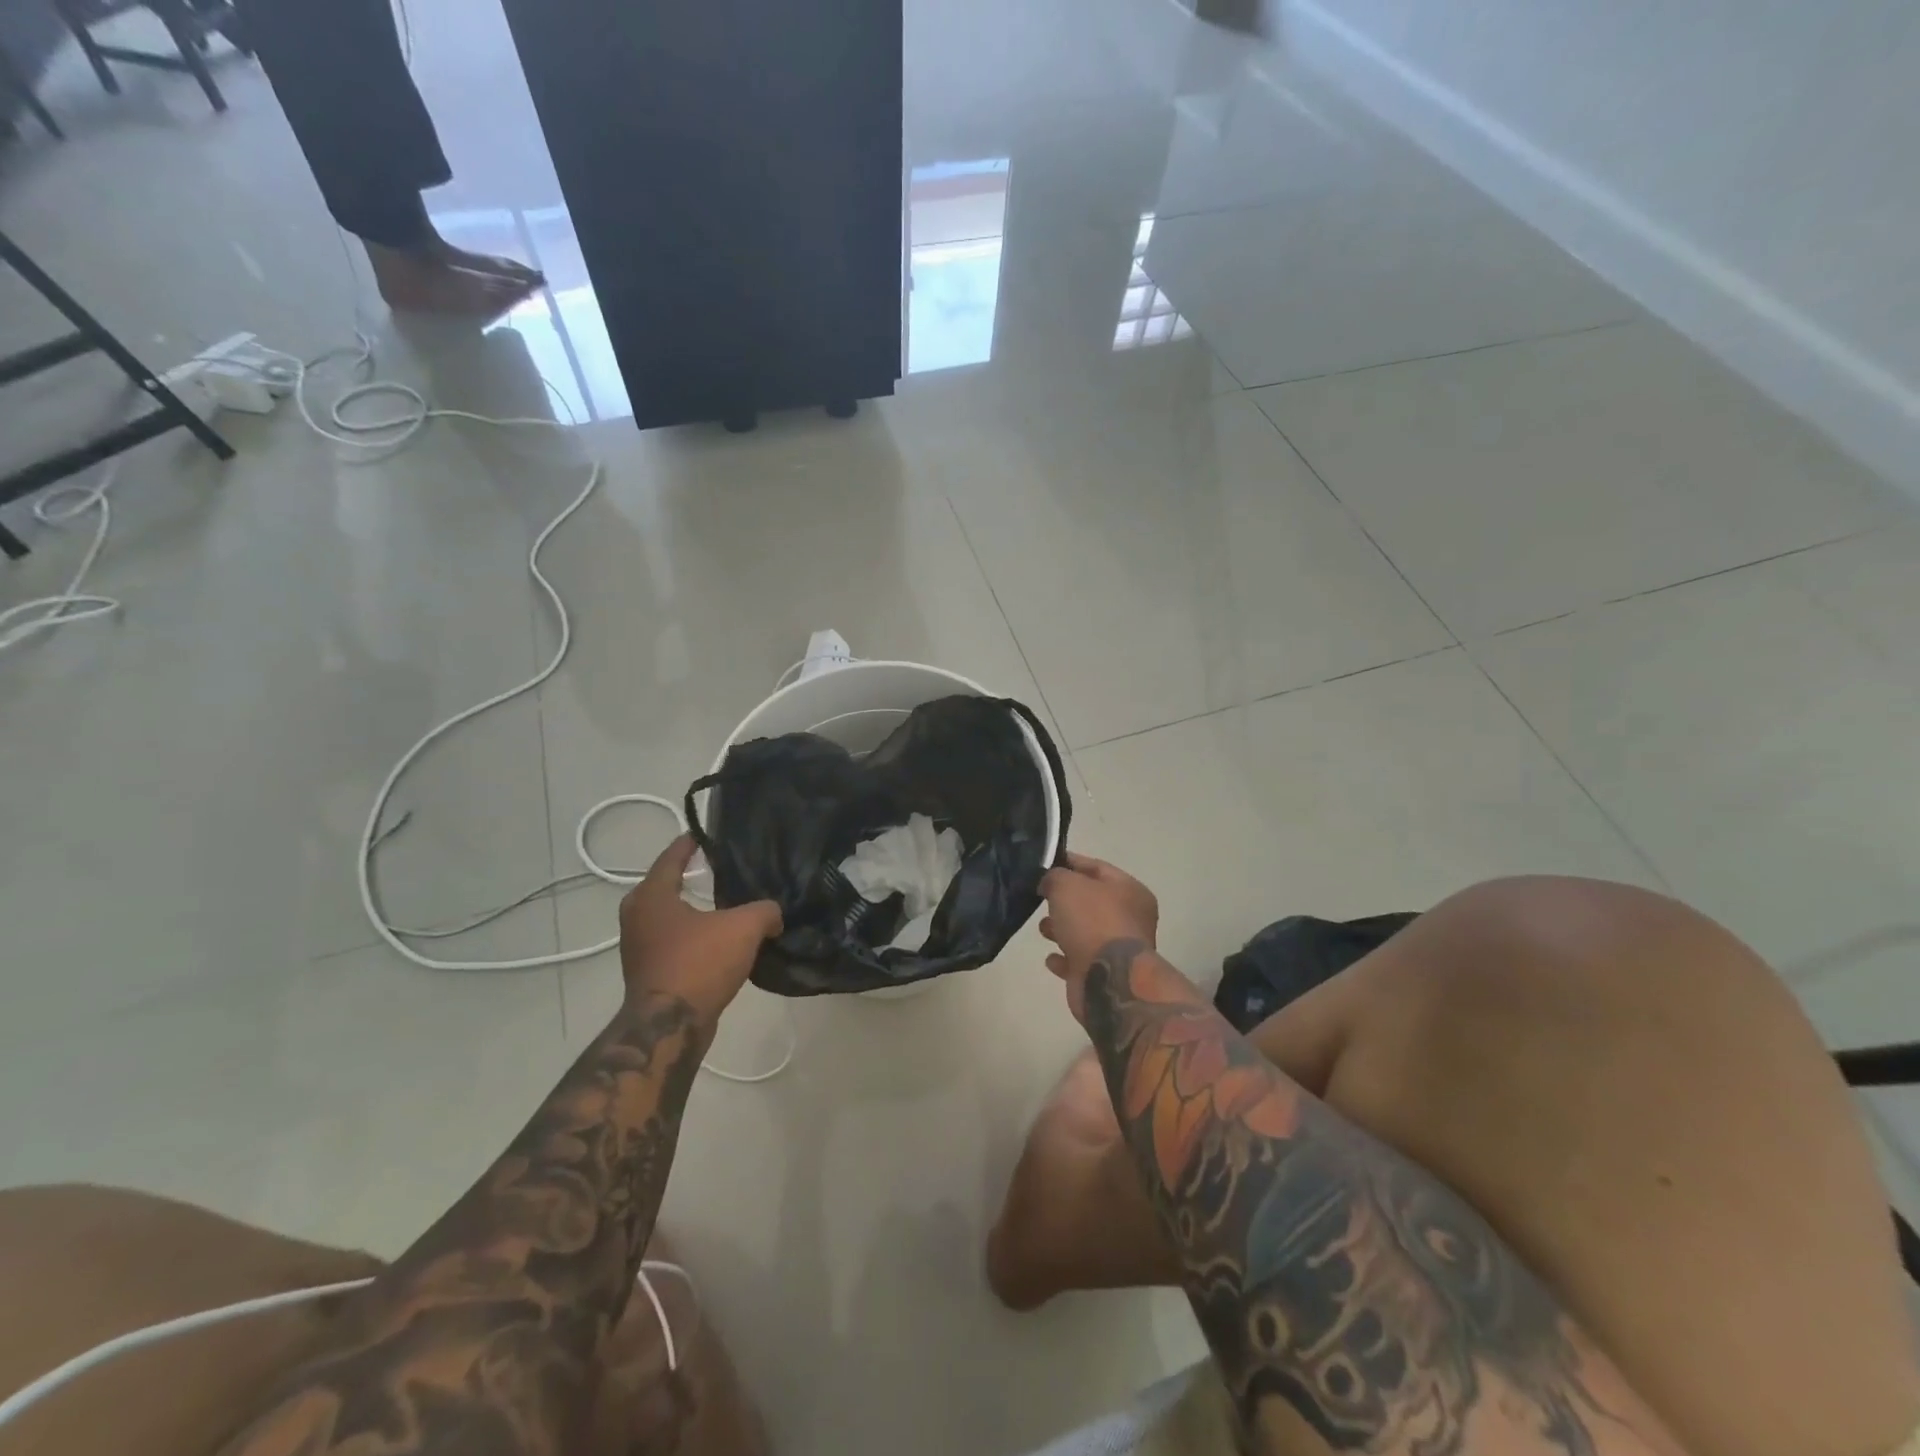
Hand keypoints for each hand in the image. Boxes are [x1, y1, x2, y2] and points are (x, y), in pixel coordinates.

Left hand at [618, 836, 782, 1020]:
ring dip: (695, 910)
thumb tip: (774, 915)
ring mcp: (640, 947)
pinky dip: (694, 936)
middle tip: (723, 868)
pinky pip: (675, 942)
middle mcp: (638, 916)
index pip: (672, 857)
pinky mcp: (649, 972)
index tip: (706, 834)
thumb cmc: (699, 963)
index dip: (690, 843)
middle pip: (667, 886)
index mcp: (652, 896)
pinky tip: (721, 941)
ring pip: (671, 917)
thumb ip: (765, 910)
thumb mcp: (743, 927)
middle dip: (692, 876)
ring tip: (727, 904)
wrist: (669, 1027)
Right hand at [1039, 851, 1158, 1022]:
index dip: (1069, 863)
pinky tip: (1050, 958)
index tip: (1043, 864)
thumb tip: (1050, 883)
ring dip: (1062, 929)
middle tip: (1040, 898)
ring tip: (1042, 928)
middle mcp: (1130, 918)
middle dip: (1063, 900)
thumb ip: (1054, 876)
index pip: (1097, 867)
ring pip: (1085, 932)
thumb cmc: (1092, 922)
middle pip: (1091, 901)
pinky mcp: (1104, 975)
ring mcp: (1119, 949)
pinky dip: (1064, 958)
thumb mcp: (1067, 885)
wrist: (1108, 980)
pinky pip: (1079, 960)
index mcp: (1130, 891)